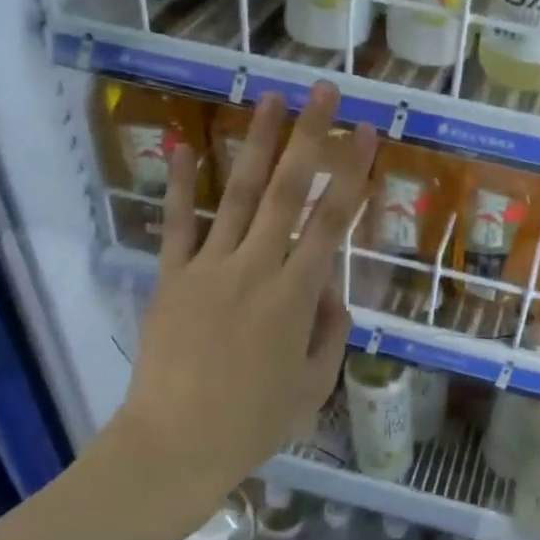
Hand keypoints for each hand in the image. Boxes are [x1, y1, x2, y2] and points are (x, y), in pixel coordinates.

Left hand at [106, 85, 376, 495]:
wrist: (173, 447)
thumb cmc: (253, 423)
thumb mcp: (313, 384)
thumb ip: (330, 330)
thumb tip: (331, 289)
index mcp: (296, 296)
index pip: (333, 222)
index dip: (353, 174)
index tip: (367, 133)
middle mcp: (256, 267)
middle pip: (289, 191)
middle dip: (310, 137)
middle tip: (324, 92)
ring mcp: (209, 268)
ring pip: (240, 194)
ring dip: (257, 144)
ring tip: (271, 99)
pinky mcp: (171, 278)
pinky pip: (177, 224)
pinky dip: (182, 184)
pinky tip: (186, 144)